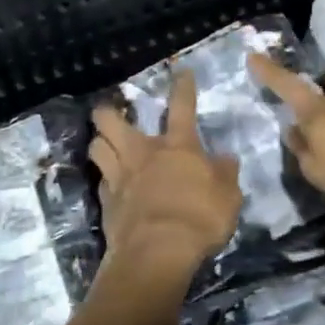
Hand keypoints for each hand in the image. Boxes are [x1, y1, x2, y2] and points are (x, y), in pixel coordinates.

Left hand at [89, 75, 241, 282]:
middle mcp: (142, 152)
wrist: (157, 252)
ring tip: (104, 143)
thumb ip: (225, 175)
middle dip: (108, 111)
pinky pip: (99, 180)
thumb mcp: (228, 197)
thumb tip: (226, 158)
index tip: (180, 72)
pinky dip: (103, 179)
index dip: (182, 87)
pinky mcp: (106, 201)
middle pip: (111, 119)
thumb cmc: (199, 219)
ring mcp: (119, 175)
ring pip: (96, 145)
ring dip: (99, 141)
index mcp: (177, 146)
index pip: (181, 106)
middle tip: (112, 112)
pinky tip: (109, 184)